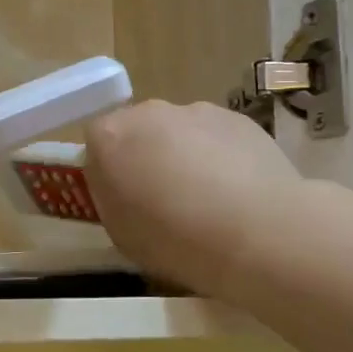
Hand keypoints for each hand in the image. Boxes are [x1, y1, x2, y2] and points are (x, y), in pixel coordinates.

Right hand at [85, 100, 302, 300]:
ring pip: (180, 131)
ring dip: (184, 155)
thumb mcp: (121, 233)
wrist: (257, 233)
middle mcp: (148, 112)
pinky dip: (220, 156)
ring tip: (207, 200)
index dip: (108, 170)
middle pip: (138, 130)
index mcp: (109, 137)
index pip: (96, 142)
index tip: (123, 198)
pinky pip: (217, 136)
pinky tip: (237, 192)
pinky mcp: (238, 118)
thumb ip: (113, 198)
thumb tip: (124, 187)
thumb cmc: (174, 240)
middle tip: (163, 199)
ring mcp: (196, 110)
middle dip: (146, 156)